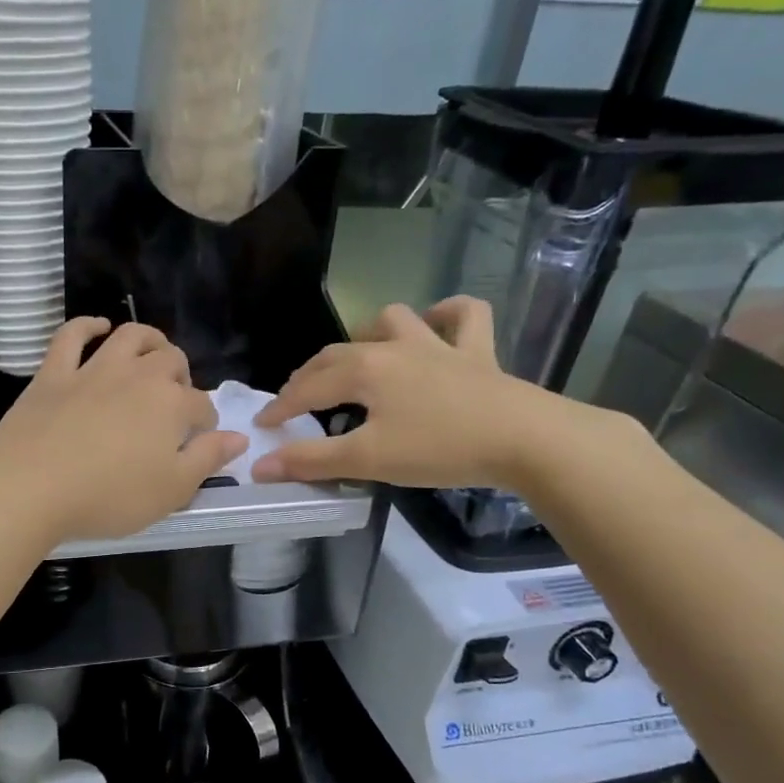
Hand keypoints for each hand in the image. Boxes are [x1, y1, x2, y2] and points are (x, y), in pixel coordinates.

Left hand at [0, 319, 247, 542]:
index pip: (202, 406)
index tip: (198, 441)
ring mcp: (93, 369)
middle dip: (181, 376)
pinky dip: (87, 325)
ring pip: (130, 336)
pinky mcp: (54, 372)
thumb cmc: (108, 497)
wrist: (30, 487)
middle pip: (172, 361)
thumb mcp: (171, 491)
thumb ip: (208, 460)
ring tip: (152, 353)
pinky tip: (98, 327)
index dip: (206, 423)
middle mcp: (138, 376)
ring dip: (148, 339)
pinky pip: (72, 335)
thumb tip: (238, 437)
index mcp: (171, 405)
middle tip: (174, 401)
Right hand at [251, 297, 589, 488]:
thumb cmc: (438, 448)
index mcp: (364, 370)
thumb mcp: (367, 460)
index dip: (281, 407)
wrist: (524, 439)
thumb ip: (311, 461)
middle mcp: (394, 347)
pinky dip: (447, 316)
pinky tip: (437, 326)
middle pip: (338, 353)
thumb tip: (259, 466)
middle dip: (310, 375)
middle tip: (296, 400)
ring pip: (393, 320)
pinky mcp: (477, 352)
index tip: (263, 427)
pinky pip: (464, 317)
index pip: (308, 388)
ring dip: (370, 334)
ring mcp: (438, 344)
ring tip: (361, 357)